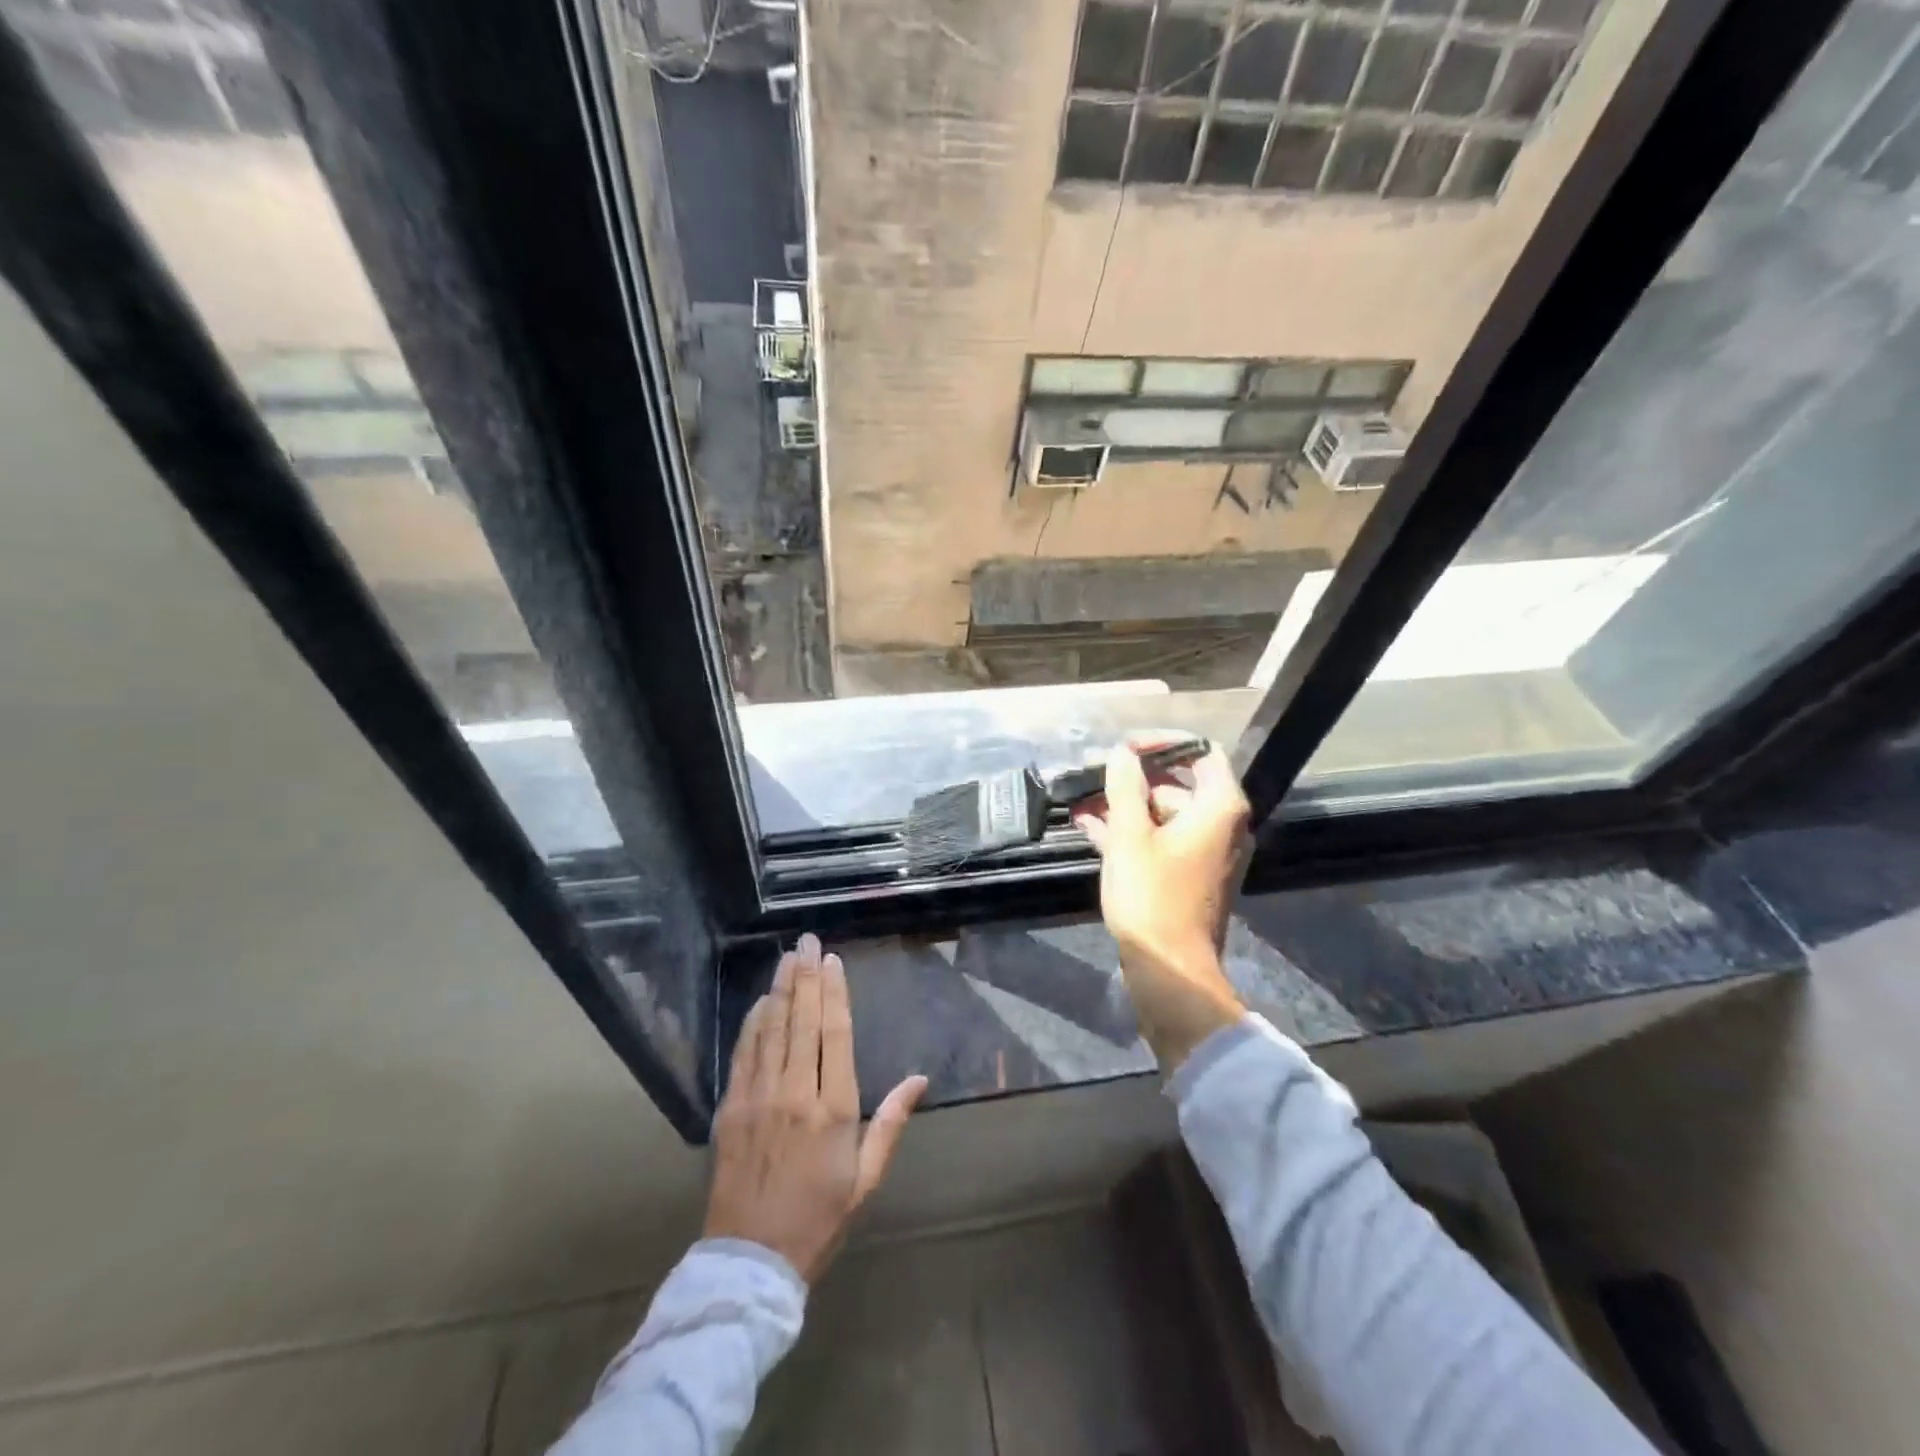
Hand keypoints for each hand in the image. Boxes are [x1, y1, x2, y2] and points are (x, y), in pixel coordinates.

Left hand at [704, 934, 927, 1284]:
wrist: (750, 1261)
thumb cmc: (818, 1219)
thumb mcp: (866, 1178)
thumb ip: (891, 1123)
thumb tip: (920, 1080)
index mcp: (833, 1110)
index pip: (834, 1034)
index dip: (834, 992)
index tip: (832, 960)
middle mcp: (795, 1093)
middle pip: (801, 1021)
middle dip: (806, 977)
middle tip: (806, 941)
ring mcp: (758, 1098)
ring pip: (771, 1030)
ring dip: (780, 989)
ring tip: (786, 958)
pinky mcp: (730, 1109)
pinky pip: (743, 1053)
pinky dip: (752, 1023)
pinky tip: (760, 1001)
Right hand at [1071, 738, 1251, 1072]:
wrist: (1170, 969)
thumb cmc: (1152, 895)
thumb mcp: (1130, 836)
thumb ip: (1125, 788)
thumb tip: (1122, 753)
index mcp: (1219, 808)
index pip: (1201, 754)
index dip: (1163, 743)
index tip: (1126, 747)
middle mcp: (1222, 826)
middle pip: (1178, 786)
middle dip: (1132, 779)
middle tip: (1093, 774)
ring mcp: (1206, 853)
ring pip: (1164, 815)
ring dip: (1125, 807)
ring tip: (1082, 801)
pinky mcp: (1189, 876)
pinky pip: (1161, 841)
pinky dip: (1131, 833)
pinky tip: (1090, 827)